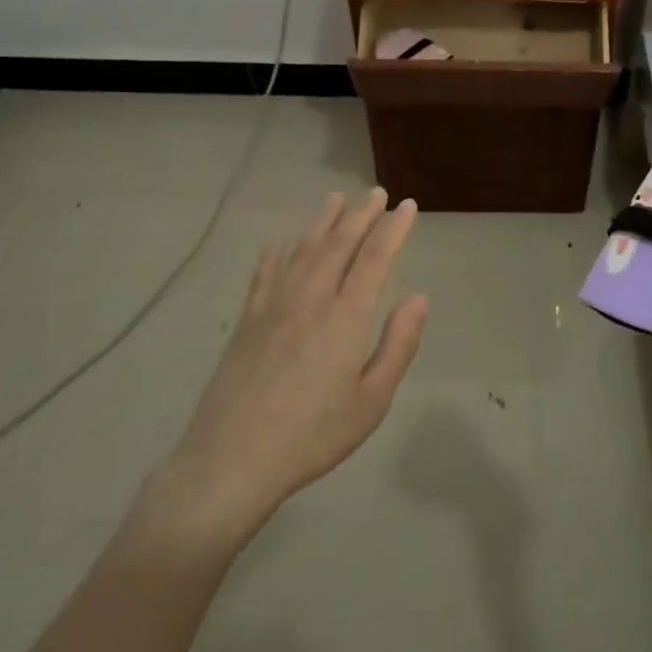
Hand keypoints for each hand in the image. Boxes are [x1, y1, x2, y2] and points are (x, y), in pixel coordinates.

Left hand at [147, 188, 426, 545]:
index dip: (393, 228)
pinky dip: (280, 251)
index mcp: (346, 316)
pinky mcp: (247, 318)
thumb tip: (418, 298)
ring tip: (336, 200)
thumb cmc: (313, 435)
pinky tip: (284, 242)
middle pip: (339, 244)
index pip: (375, 258)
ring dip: (323, 222)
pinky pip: (266, 271)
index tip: (406, 206)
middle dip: (361, 215)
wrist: (233, 457)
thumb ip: (398, 345)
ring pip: (303, 249)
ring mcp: (274, 304)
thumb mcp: (372, 400)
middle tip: (376, 193)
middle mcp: (311, 298)